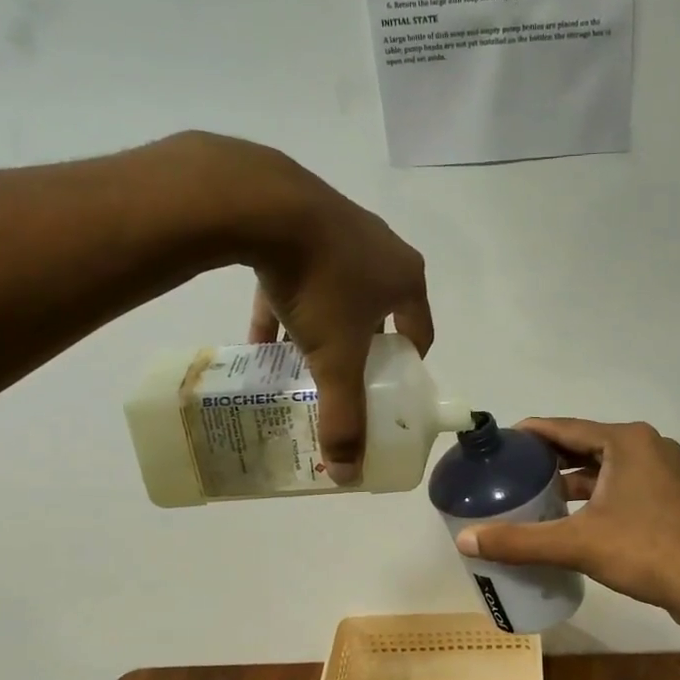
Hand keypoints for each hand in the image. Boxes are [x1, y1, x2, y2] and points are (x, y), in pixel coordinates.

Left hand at [149, 132, 432, 484]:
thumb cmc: (320, 284)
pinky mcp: (300, 215)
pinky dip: (284, 304)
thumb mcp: (335, 359)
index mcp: (406, 278)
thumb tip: (348, 475)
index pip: (420, 331)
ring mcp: (341, 227)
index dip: (407, 365)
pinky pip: (298, 271)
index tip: (387, 390)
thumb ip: (344, 416)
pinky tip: (259, 335)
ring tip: (301, 360)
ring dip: (322, 326)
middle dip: (361, 347)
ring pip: (336, 290)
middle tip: (342, 377)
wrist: (263, 203)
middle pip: (379, 311)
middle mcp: (382, 249)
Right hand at [453, 417, 679, 634]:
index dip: (529, 434)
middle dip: (548, 457)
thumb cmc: (647, 553)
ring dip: (572, 477)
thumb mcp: (578, 543)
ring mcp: (666, 470)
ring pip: (606, 465)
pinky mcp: (673, 495)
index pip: (565, 427)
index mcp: (627, 441)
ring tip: (535, 493)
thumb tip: (464, 539)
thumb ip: (520, 540)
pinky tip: (575, 514)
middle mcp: (648, 445)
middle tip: (510, 472)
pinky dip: (596, 493)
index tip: (499, 445)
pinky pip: (623, 482)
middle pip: (585, 444)